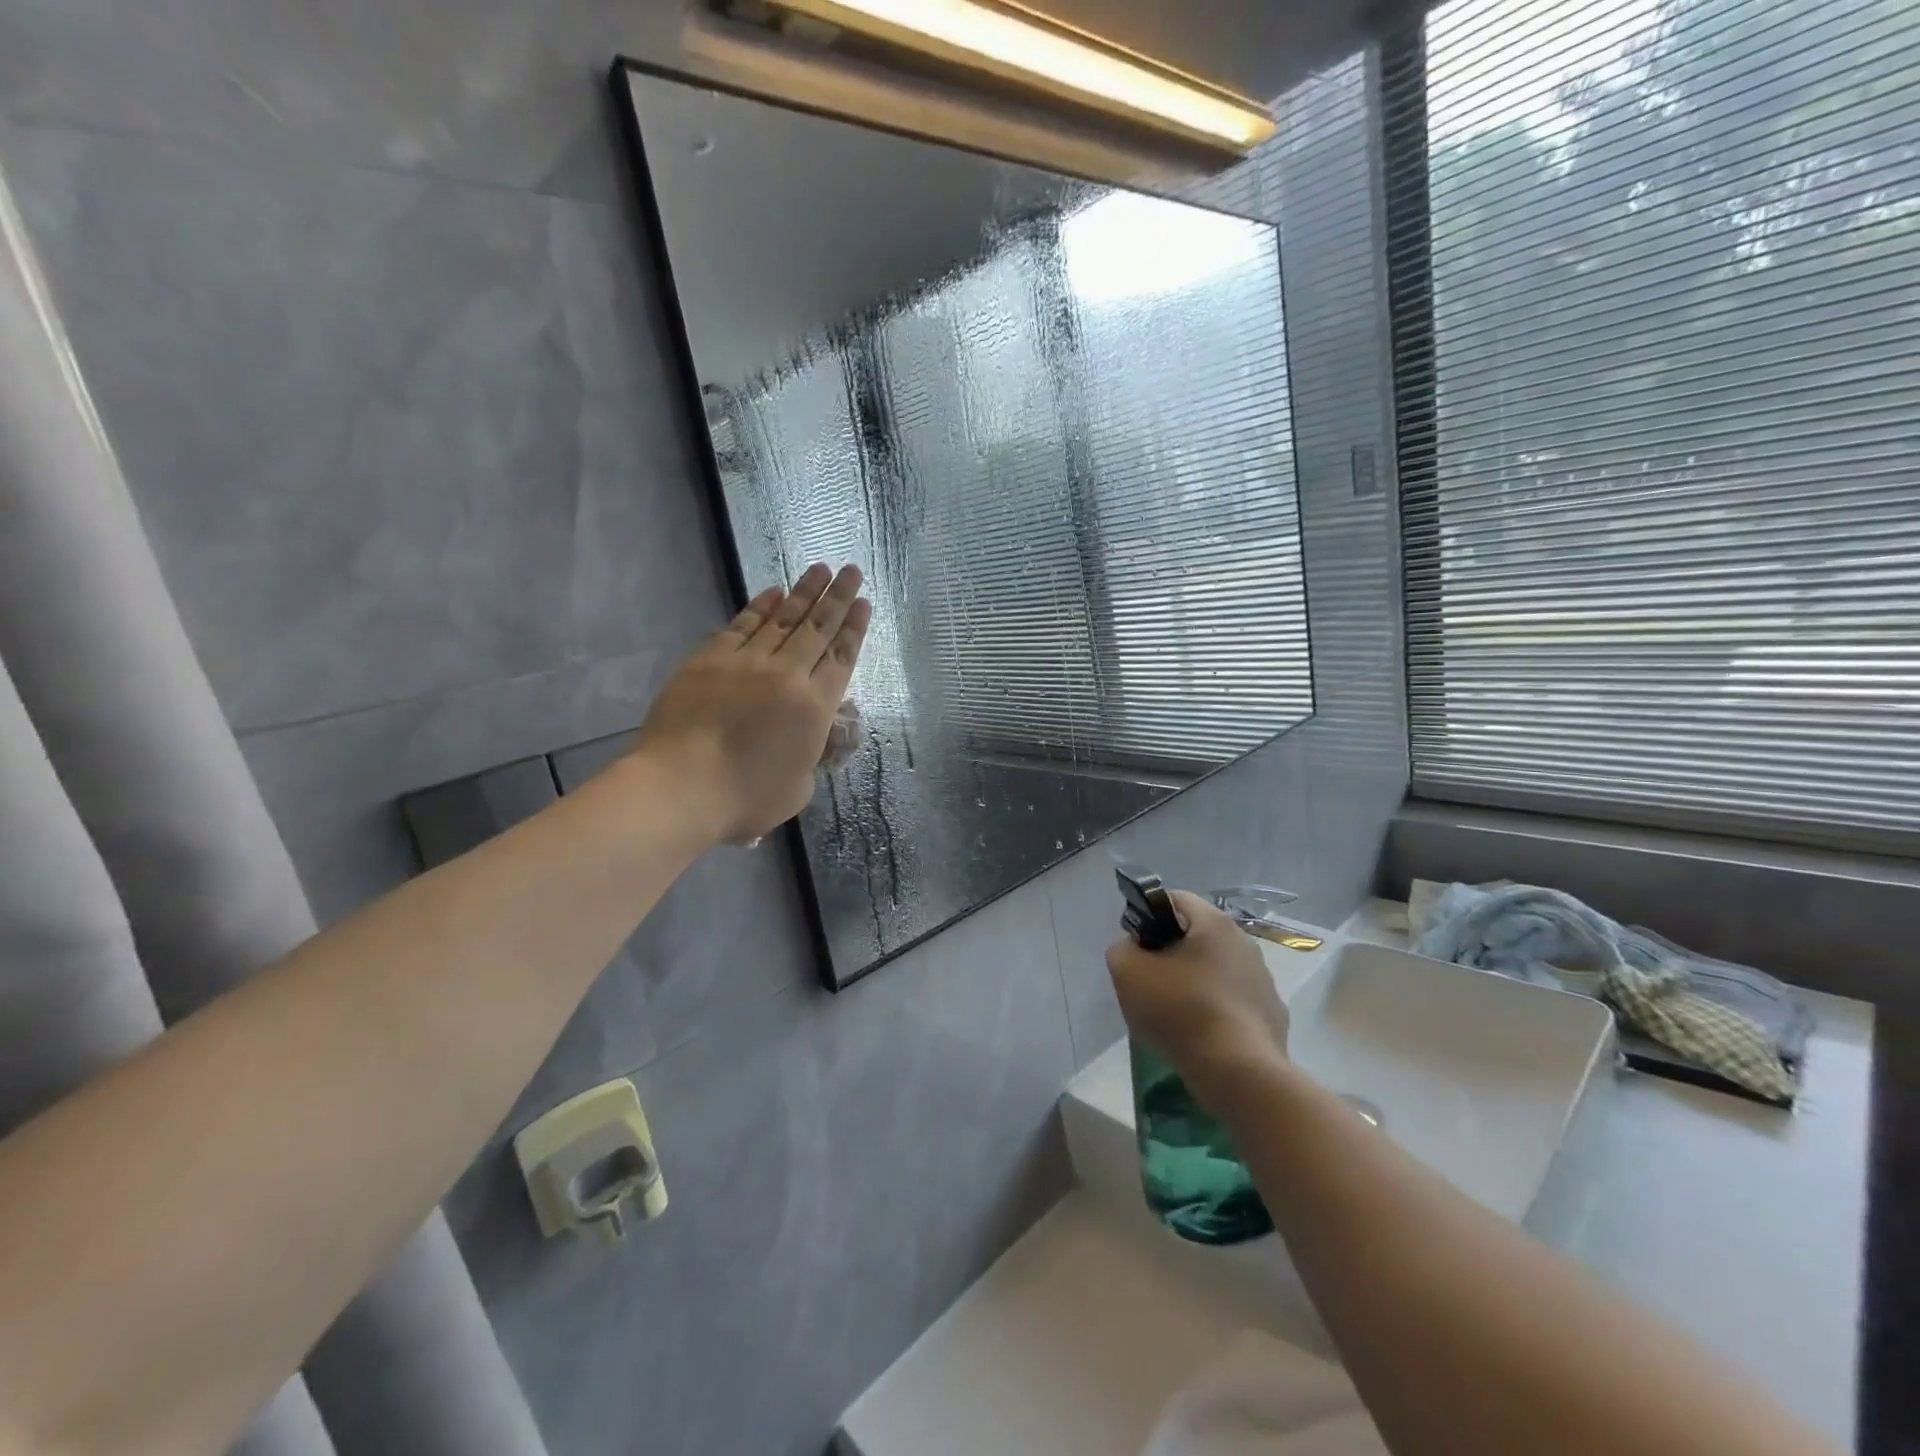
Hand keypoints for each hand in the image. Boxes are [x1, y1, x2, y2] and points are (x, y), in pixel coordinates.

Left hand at [631, 563, 870, 843]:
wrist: (682, 786)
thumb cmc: (746, 798)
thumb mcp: (799, 788)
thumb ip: (811, 756)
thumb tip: (809, 738)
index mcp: (814, 707)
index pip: (841, 658)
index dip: (855, 628)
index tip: (864, 603)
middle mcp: (787, 675)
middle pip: (818, 628)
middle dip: (838, 597)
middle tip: (852, 571)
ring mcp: (747, 663)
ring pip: (783, 619)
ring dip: (804, 592)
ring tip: (821, 569)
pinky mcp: (710, 660)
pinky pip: (741, 625)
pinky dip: (760, 607)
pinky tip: (773, 592)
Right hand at [1107, 891, 1289, 1102]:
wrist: (1240, 1074)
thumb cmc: (1181, 1012)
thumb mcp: (1128, 973)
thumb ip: (1122, 949)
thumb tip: (1135, 950)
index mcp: (1213, 922)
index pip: (1173, 899)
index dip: (1147, 917)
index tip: (1136, 949)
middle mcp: (1244, 941)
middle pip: (1195, 935)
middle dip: (1170, 952)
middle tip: (1149, 983)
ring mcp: (1263, 978)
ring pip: (1215, 968)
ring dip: (1193, 982)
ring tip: (1174, 1015)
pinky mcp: (1272, 1013)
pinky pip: (1232, 1001)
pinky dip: (1215, 1010)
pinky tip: (1201, 1036)